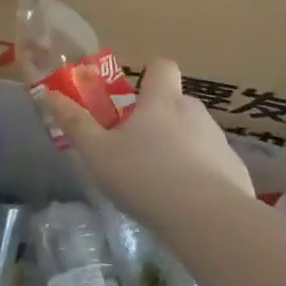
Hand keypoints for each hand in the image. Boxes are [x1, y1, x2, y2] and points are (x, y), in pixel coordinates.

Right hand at [44, 58, 251, 227]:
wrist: (207, 218)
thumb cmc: (144, 176)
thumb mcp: (97, 153)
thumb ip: (75, 123)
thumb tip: (49, 94)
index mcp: (161, 101)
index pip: (162, 67)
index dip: (150, 75)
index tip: (135, 95)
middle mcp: (194, 112)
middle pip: (177, 103)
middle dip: (160, 119)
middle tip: (137, 148)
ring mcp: (219, 141)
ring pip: (195, 134)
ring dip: (180, 147)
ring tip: (161, 182)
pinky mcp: (236, 170)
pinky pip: (213, 164)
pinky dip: (201, 176)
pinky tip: (187, 204)